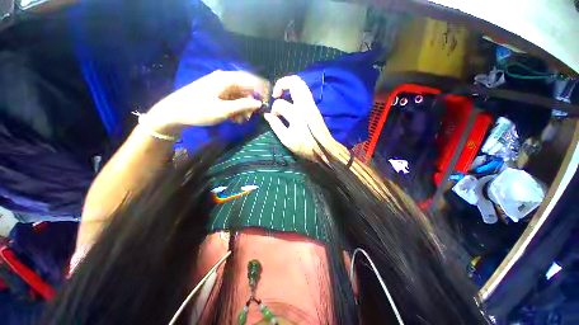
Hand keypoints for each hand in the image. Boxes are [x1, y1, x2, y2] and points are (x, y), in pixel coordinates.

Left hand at [147, 70, 268, 130]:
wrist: (174, 113)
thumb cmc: (199, 110)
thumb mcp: (224, 110)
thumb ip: (243, 105)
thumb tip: (259, 103)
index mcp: (227, 79)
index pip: (251, 80)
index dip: (261, 90)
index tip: (267, 102)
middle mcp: (225, 80)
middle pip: (245, 89)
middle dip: (250, 103)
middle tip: (250, 117)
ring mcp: (220, 87)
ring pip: (239, 96)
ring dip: (243, 108)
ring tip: (240, 120)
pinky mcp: (216, 94)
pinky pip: (232, 100)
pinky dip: (236, 109)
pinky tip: (234, 119)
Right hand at [264, 75, 338, 159]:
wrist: (323, 149)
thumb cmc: (305, 147)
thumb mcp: (287, 140)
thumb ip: (276, 126)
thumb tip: (267, 115)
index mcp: (296, 115)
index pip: (279, 104)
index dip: (273, 110)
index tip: (274, 117)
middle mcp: (305, 105)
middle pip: (294, 82)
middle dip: (281, 84)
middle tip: (276, 95)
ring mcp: (311, 104)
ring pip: (301, 84)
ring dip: (288, 86)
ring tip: (282, 95)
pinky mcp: (314, 106)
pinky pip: (304, 91)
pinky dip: (295, 91)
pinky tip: (290, 100)